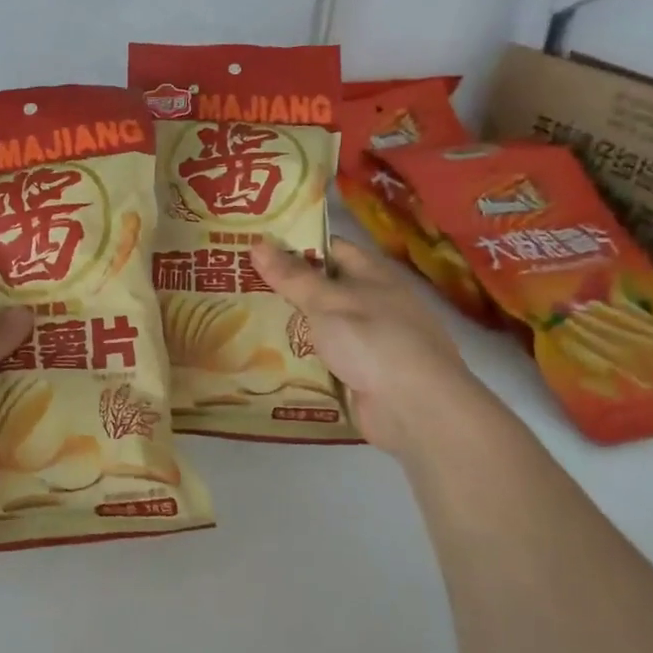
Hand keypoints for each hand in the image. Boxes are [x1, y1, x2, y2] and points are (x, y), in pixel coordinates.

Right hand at [250, 237, 481, 458]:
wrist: (416, 409)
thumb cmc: (373, 340)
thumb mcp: (326, 302)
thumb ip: (291, 276)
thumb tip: (257, 243)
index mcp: (371, 274)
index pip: (328, 248)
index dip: (293, 244)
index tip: (254, 246)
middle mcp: (371, 303)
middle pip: (321, 288)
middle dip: (282, 287)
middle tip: (235, 283)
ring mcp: (366, 341)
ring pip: (318, 325)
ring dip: (287, 324)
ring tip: (239, 317)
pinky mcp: (359, 374)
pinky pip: (322, 358)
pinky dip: (298, 357)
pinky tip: (263, 356)